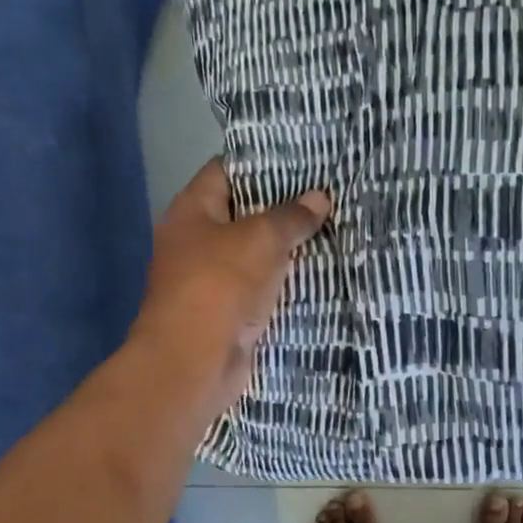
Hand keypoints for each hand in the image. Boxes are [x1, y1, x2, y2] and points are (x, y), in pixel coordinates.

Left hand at [130, 158, 331, 420]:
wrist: (194, 362)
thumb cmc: (219, 286)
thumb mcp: (260, 240)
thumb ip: (291, 217)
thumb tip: (319, 197)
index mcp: (192, 211)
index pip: (225, 171)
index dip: (262, 162)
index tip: (302, 161)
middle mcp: (196, 241)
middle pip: (243, 213)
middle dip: (282, 207)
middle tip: (326, 195)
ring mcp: (210, 279)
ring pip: (255, 253)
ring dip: (287, 248)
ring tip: (331, 229)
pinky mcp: (227, 311)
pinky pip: (260, 287)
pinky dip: (283, 281)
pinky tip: (318, 272)